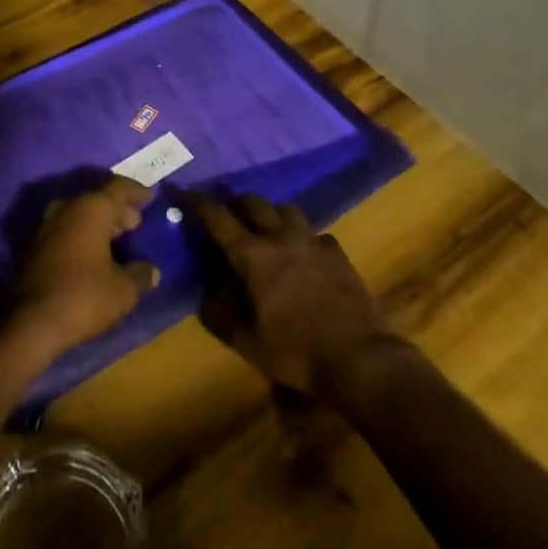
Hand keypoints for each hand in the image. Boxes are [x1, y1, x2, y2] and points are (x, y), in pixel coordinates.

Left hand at [5, 177, 160, 359]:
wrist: (30, 323)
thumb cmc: (83, 297)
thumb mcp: (123, 290)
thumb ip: (140, 275)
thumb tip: (151, 270)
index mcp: (91, 209)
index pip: (118, 188)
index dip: (137, 192)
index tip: (151, 197)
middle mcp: (67, 208)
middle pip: (98, 200)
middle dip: (119, 211)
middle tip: (136, 224)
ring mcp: (47, 225)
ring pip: (80, 215)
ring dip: (100, 224)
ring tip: (119, 240)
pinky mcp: (35, 246)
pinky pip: (67, 230)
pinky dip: (84, 236)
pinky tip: (95, 256)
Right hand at [196, 197, 394, 396]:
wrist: (360, 358)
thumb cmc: (297, 352)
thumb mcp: (248, 343)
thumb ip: (221, 317)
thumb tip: (205, 298)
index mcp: (254, 256)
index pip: (219, 220)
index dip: (200, 203)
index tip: (186, 190)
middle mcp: (281, 239)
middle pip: (255, 204)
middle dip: (237, 202)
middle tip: (229, 210)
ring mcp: (313, 243)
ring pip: (288, 210)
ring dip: (272, 213)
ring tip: (266, 225)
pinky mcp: (338, 255)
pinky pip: (317, 234)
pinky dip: (305, 237)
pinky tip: (305, 252)